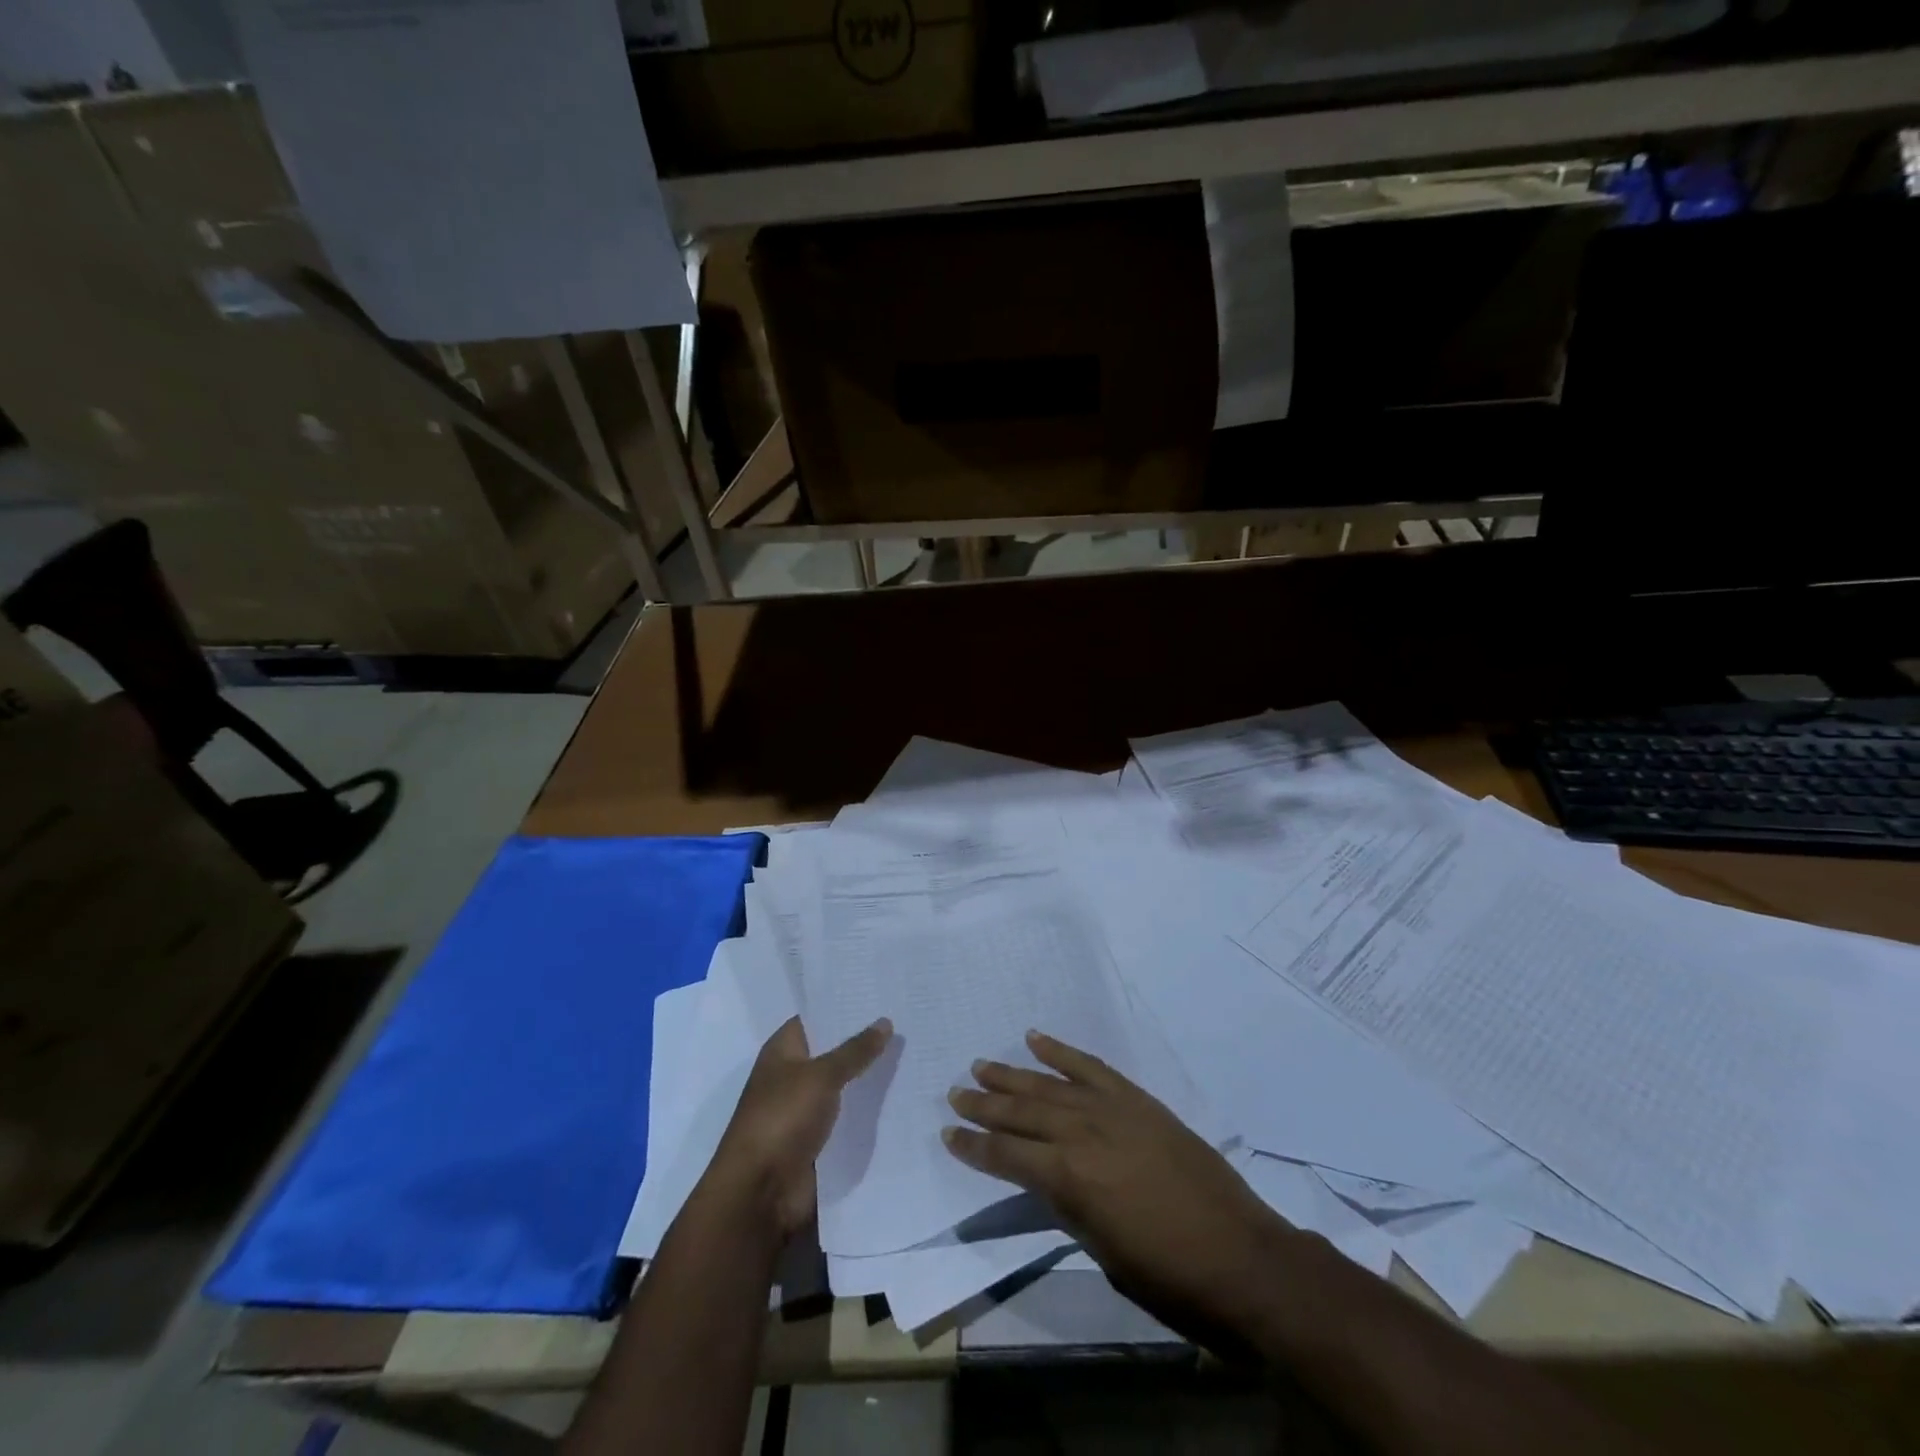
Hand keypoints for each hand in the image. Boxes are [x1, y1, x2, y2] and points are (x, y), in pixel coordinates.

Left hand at [703, 1015, 891, 1241]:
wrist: (760, 1193)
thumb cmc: (782, 1119)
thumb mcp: (821, 1076)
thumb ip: (855, 1050)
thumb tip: (885, 1021)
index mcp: (783, 1050)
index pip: (817, 1017)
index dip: (845, 1005)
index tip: (881, 993)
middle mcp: (793, 1075)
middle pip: (833, 1050)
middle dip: (865, 1040)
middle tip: (908, 1020)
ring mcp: (805, 1109)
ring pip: (844, 1085)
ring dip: (870, 1077)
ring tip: (914, 1054)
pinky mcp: (818, 1140)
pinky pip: (848, 1117)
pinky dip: (868, 1111)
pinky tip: (902, 1097)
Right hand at [944, 1030, 1287, 1345]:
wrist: (1243, 1257)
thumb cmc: (1169, 1276)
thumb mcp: (1103, 1251)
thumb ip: (1068, 1206)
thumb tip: (1046, 1178)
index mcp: (1069, 1178)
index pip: (1007, 1156)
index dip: (974, 1147)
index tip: (948, 1134)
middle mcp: (1083, 1133)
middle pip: (1021, 1112)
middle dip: (984, 1104)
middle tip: (955, 1092)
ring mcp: (1112, 1108)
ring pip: (1050, 1084)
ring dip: (1013, 1074)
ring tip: (982, 1064)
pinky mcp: (1138, 1099)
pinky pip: (1092, 1066)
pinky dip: (1062, 1050)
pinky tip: (1038, 1038)